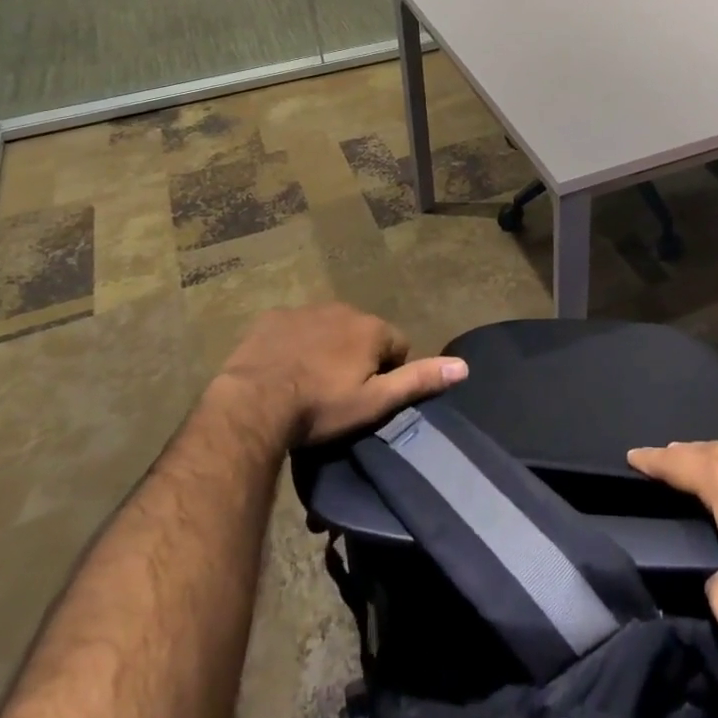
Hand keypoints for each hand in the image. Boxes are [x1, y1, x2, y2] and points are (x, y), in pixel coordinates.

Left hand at [216, 303, 466, 448]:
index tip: (368, 398)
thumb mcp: (375, 402)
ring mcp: (305, 310)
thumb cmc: (320, 408)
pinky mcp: (273, 318)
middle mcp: (343, 309)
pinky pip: (294, 327)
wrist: (253, 405)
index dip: (388, 372)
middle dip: (357, 357)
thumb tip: (464, 366)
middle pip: (362, 334)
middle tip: (338, 394)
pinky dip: (294, 343)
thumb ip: (419, 380)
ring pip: (328, 328)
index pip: (397, 346)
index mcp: (371, 328)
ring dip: (326, 348)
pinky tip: (282, 369)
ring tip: (309, 384)